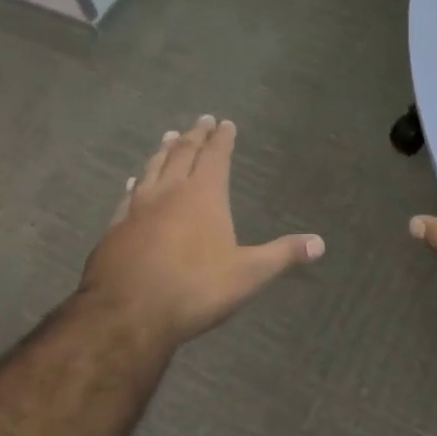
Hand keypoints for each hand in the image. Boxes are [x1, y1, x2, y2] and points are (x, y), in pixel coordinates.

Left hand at [79, 115, 324, 351]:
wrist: (126, 315)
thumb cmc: (194, 289)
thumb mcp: (248, 275)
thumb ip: (283, 255)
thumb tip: (321, 244)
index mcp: (204, 194)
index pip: (215, 155)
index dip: (222, 138)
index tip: (225, 122)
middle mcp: (170, 191)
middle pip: (183, 153)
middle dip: (195, 135)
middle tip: (201, 120)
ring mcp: (138, 207)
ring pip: (153, 168)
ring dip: (164, 150)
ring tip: (170, 137)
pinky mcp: (115, 227)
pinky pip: (128, 195)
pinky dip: (136, 182)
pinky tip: (133, 181)